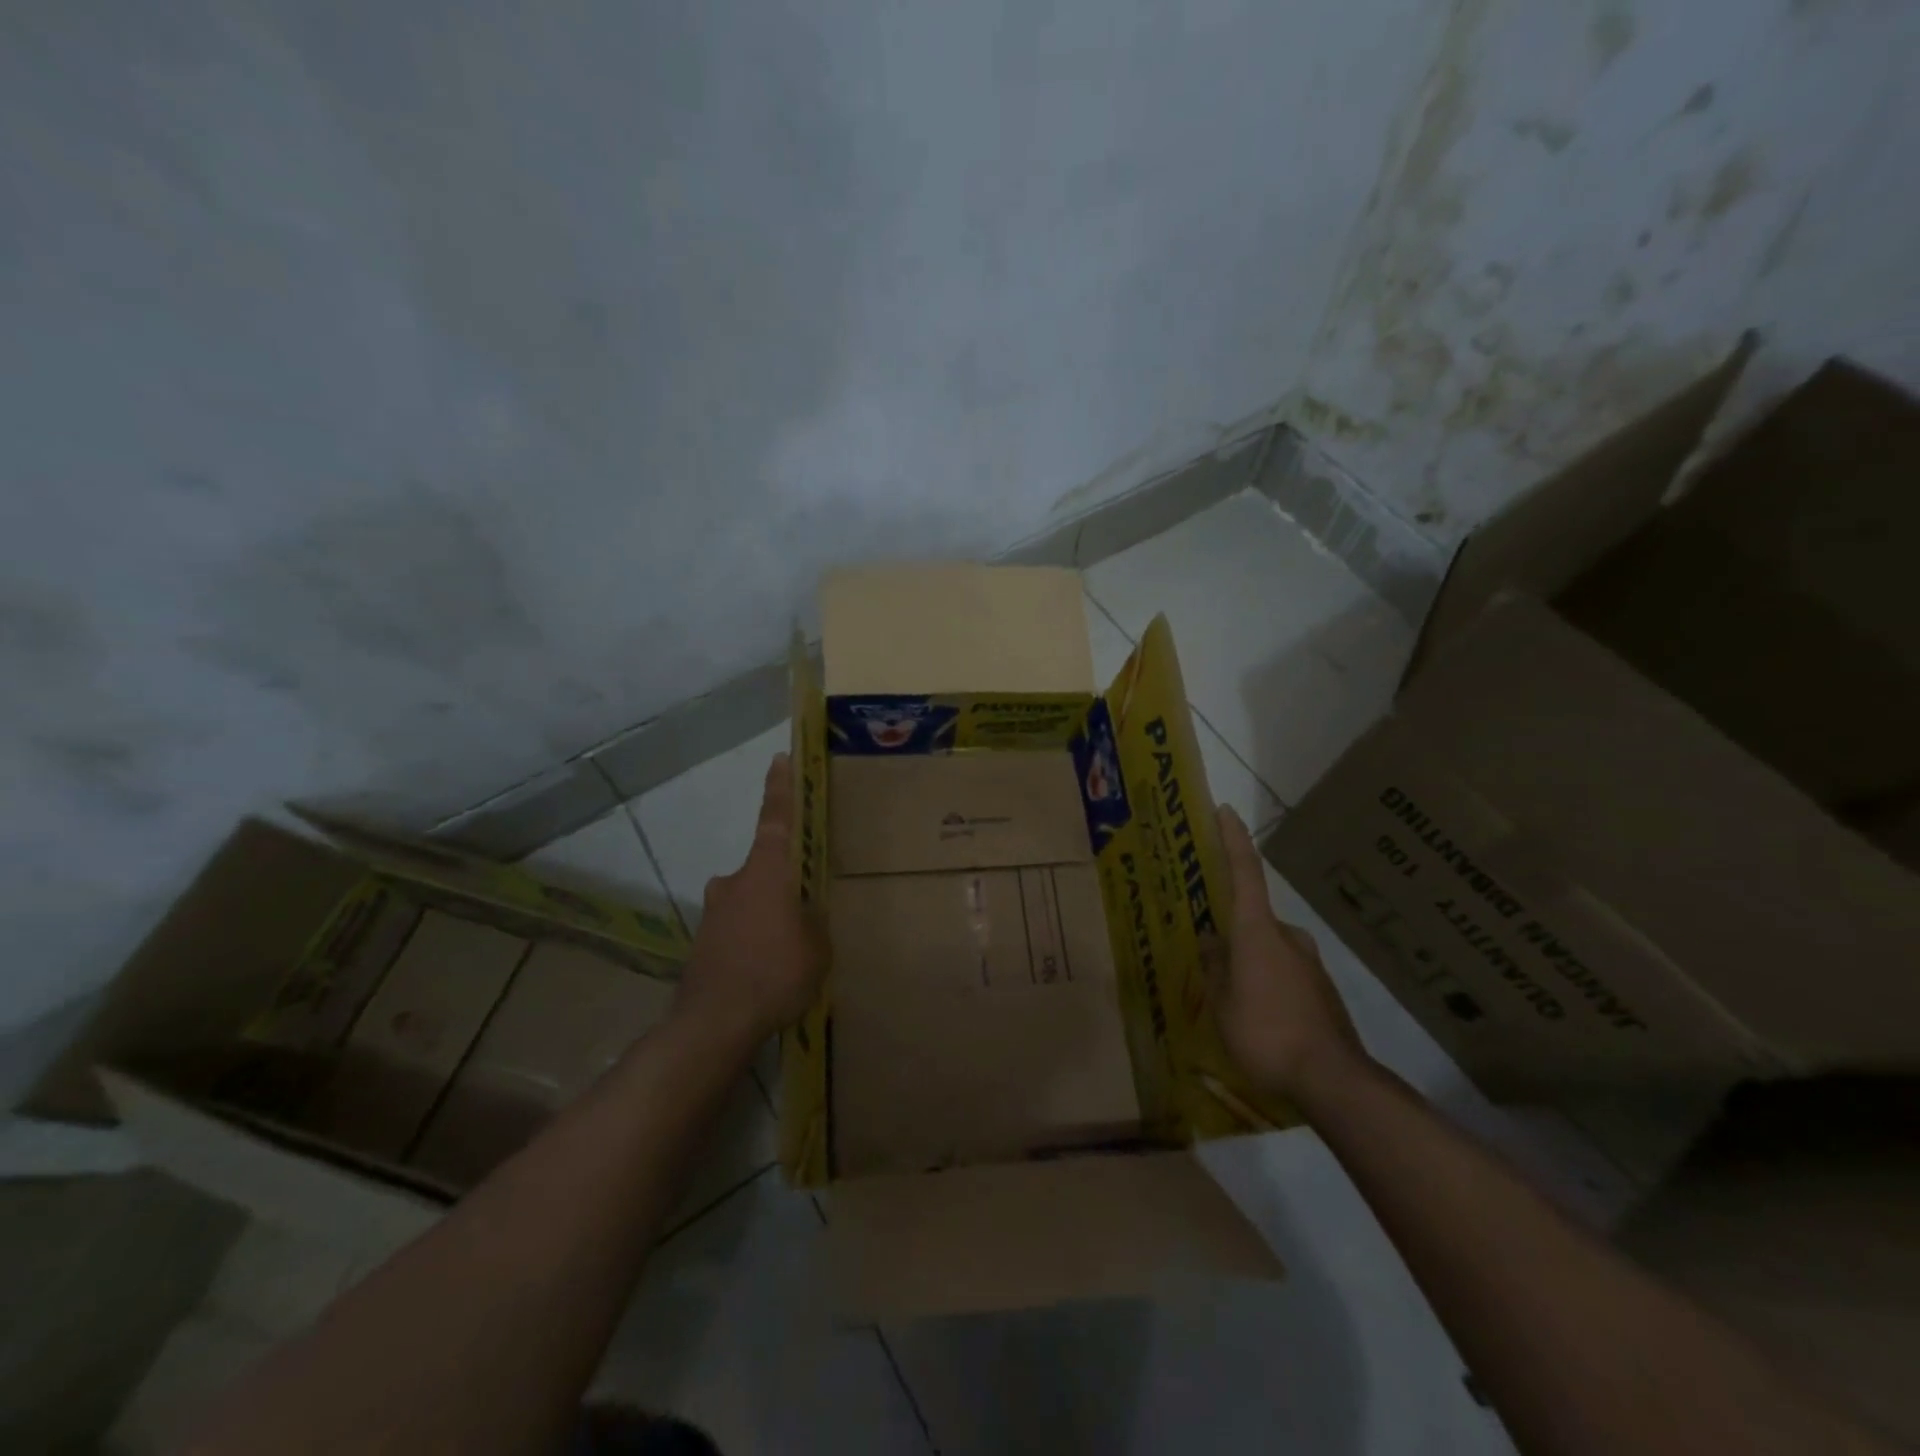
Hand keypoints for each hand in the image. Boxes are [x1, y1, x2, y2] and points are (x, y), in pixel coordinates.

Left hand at [673, 754, 825, 1046]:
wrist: (714, 1022)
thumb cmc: (775, 973)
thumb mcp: (816, 946)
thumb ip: (812, 921)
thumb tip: (805, 914)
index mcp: (767, 873)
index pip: (776, 819)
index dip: (780, 788)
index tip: (779, 759)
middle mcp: (734, 883)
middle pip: (762, 868)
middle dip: (781, 882)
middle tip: (802, 910)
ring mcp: (714, 913)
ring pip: (747, 901)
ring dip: (765, 916)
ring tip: (786, 952)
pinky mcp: (703, 943)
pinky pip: (736, 930)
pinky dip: (750, 940)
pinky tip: (764, 972)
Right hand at [1209, 805, 1369, 1105]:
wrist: (1332, 1079)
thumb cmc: (1265, 1033)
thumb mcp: (1222, 1003)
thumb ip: (1214, 967)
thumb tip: (1211, 940)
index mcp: (1257, 932)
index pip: (1245, 873)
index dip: (1234, 839)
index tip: (1225, 810)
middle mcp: (1287, 937)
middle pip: (1253, 919)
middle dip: (1231, 932)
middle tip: (1209, 952)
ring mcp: (1309, 963)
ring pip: (1268, 949)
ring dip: (1249, 962)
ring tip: (1229, 996)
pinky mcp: (1322, 990)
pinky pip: (1283, 973)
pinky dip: (1267, 982)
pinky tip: (1258, 1016)